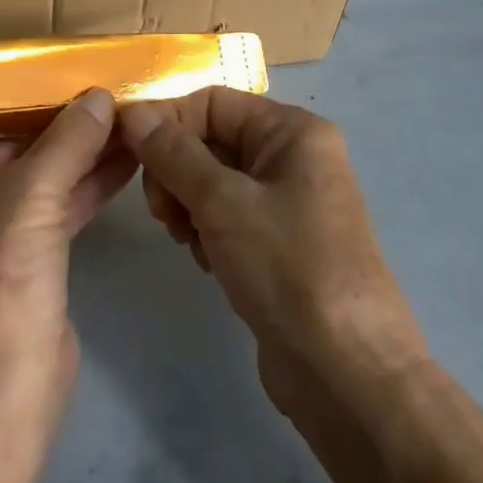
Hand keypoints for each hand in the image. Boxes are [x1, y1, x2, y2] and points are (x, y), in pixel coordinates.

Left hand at [0, 90, 136, 408]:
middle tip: (107, 84)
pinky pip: (56, 202)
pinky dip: (88, 182)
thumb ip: (69, 138)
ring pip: (40, 171)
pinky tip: (128, 157)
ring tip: (128, 113)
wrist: (0, 390)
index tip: (64, 62)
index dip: (21, 87)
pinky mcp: (25, 252)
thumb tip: (101, 95)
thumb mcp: (32, 192)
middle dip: (61, 118)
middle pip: (13, 139)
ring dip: (82, 148)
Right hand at [120, 91, 428, 422]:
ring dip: (187, 202)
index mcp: (293, 131)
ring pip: (214, 179)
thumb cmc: (289, 270)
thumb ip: (172, 152)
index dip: (168, 122)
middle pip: (211, 139)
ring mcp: (289, 202)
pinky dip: (206, 229)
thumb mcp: (222, 202)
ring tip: (183, 237)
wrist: (351, 380)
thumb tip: (132, 111)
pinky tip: (204, 259)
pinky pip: (228, 215)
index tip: (130, 156)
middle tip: (160, 212)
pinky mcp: (280, 244)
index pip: (212, 102)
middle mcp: (294, 157)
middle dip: (176, 169)